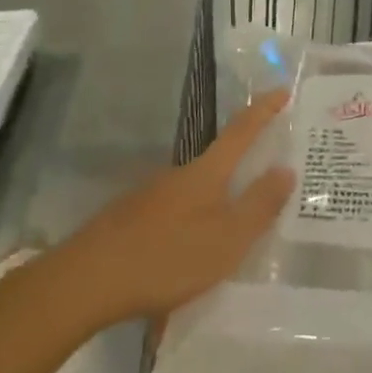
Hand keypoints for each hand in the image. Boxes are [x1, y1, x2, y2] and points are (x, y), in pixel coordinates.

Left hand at [54, 91, 296, 326]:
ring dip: (213, 206)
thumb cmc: (167, 257)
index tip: (282, 90)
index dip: (264, 111)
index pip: (242, 132)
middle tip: (264, 189)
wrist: (85, 282)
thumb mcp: (227, 238)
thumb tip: (286, 168)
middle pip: (216, 164)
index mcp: (206, 173)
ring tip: (227, 240)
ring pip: (192, 194)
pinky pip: (171, 217)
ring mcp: (149, 197)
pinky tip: (186, 258)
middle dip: (240, 170)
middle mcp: (177, 175)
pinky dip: (187, 228)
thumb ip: (259, 205)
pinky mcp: (128, 221)